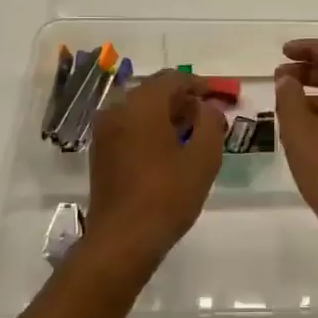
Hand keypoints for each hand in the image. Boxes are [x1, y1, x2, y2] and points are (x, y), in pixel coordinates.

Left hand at [86, 70, 225, 259]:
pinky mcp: (100, 152)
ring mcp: (104, 132)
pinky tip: (168, 149)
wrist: (123, 240)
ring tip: (191, 133)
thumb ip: (210, 123)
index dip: (198, 84)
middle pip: (153, 91)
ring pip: (139, 109)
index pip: (172, 78)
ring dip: (165, 114)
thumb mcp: (204, 158)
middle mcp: (117, 110)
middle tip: (206, 114)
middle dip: (181, 98)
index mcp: (141, 105)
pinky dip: (149, 128)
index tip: (216, 96)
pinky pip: (128, 127)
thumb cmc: (168, 195)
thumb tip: (207, 107)